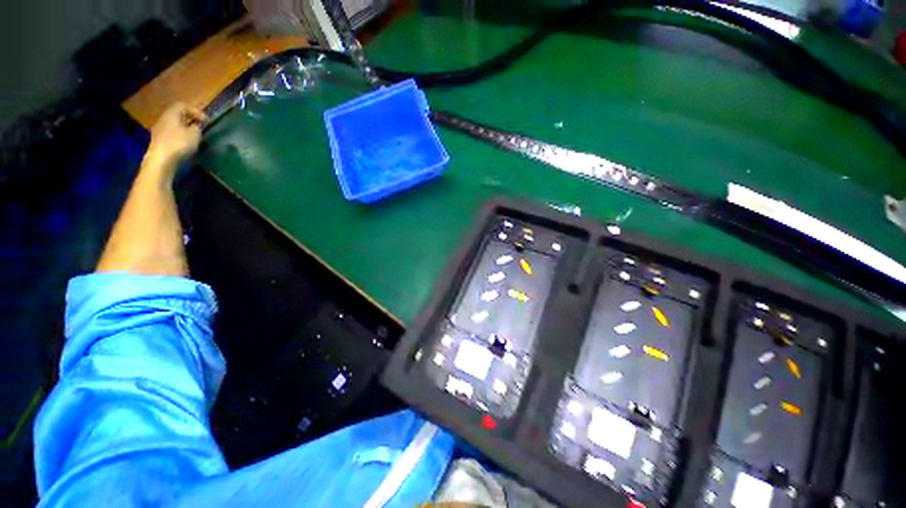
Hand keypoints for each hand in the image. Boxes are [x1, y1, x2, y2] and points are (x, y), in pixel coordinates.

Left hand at [146, 103, 206, 170]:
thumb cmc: (179, 144)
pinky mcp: (159, 141)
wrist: (161, 160)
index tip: (206, 120)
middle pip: (176, 115)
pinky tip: (186, 143)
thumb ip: (197, 128)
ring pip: (174, 124)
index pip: (183, 106)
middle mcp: (163, 119)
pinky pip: (171, 133)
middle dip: (189, 119)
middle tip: (200, 126)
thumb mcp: (194, 134)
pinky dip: (180, 136)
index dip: (195, 111)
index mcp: (171, 114)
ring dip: (184, 128)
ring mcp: (159, 130)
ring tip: (194, 136)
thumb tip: (196, 126)